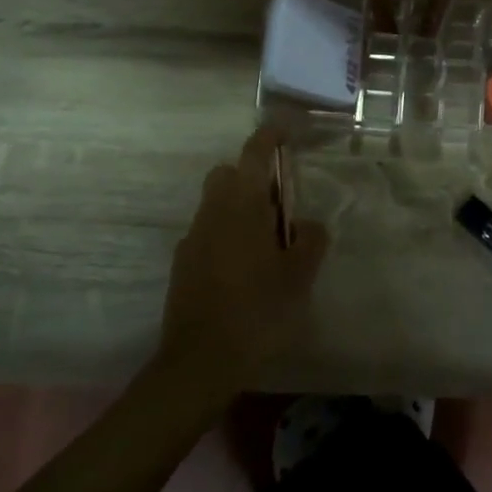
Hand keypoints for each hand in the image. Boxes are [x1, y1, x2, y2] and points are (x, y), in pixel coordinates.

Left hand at [159, 128, 328, 395]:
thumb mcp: (298, 277)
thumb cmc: (258, 311)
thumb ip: (309, 241)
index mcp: (242, 206)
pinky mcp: (182, 265)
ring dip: (238, 207)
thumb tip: (307, 225)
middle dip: (250, 176)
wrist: (200, 362)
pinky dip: (225, 235)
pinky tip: (243, 269)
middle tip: (279, 202)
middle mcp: (212, 213)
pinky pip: (207, 233)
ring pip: (215, 204)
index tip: (284, 129)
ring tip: (266, 241)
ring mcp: (192, 239)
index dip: (269, 136)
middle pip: (227, 174)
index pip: (254, 154)